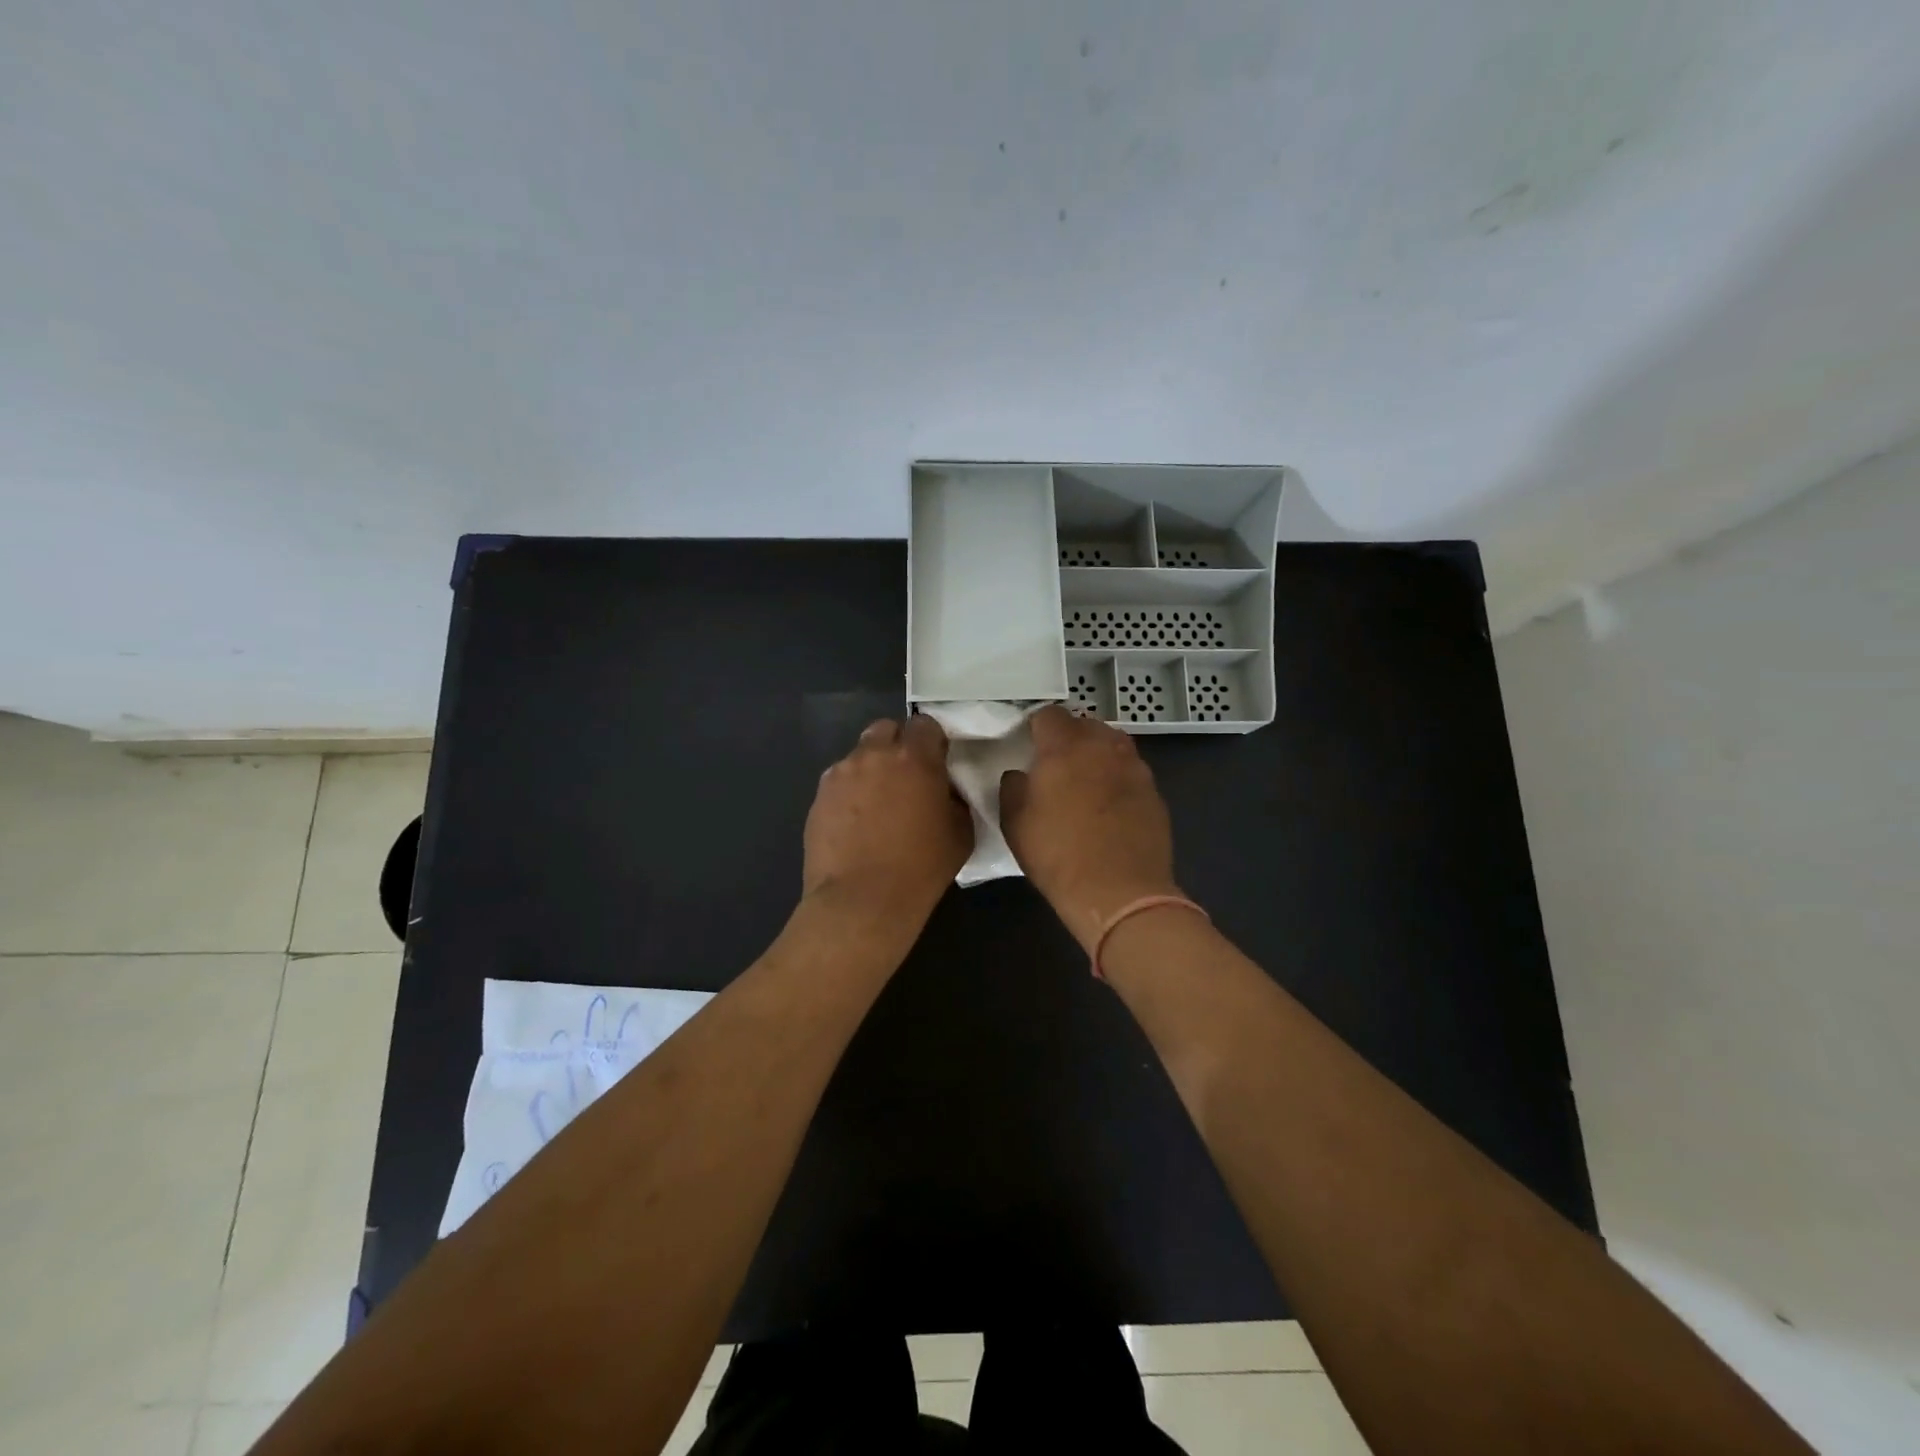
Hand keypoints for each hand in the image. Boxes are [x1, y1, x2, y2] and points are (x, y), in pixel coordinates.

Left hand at [803, 716, 972, 927]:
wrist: (861, 901)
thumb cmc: (920, 869)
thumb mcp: (961, 833)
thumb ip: (954, 799)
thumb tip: (944, 791)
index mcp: (915, 759)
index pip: (925, 724)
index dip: (931, 741)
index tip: (936, 763)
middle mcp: (875, 755)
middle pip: (886, 729)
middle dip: (897, 745)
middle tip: (905, 778)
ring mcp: (841, 773)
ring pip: (859, 755)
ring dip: (871, 769)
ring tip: (876, 805)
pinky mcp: (819, 796)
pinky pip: (839, 781)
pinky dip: (850, 793)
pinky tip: (855, 823)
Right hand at [999, 705, 1181, 952]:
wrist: (1119, 893)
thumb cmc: (1057, 855)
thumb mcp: (1015, 822)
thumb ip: (1013, 787)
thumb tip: (1021, 775)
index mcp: (1065, 747)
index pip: (1049, 715)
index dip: (1036, 727)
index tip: (1029, 744)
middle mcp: (1104, 747)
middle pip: (1085, 724)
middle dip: (1069, 737)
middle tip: (1056, 764)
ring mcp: (1135, 768)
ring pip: (1113, 745)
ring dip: (1097, 754)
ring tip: (1085, 781)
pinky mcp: (1155, 793)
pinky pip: (1131, 772)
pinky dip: (1118, 779)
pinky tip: (1109, 807)